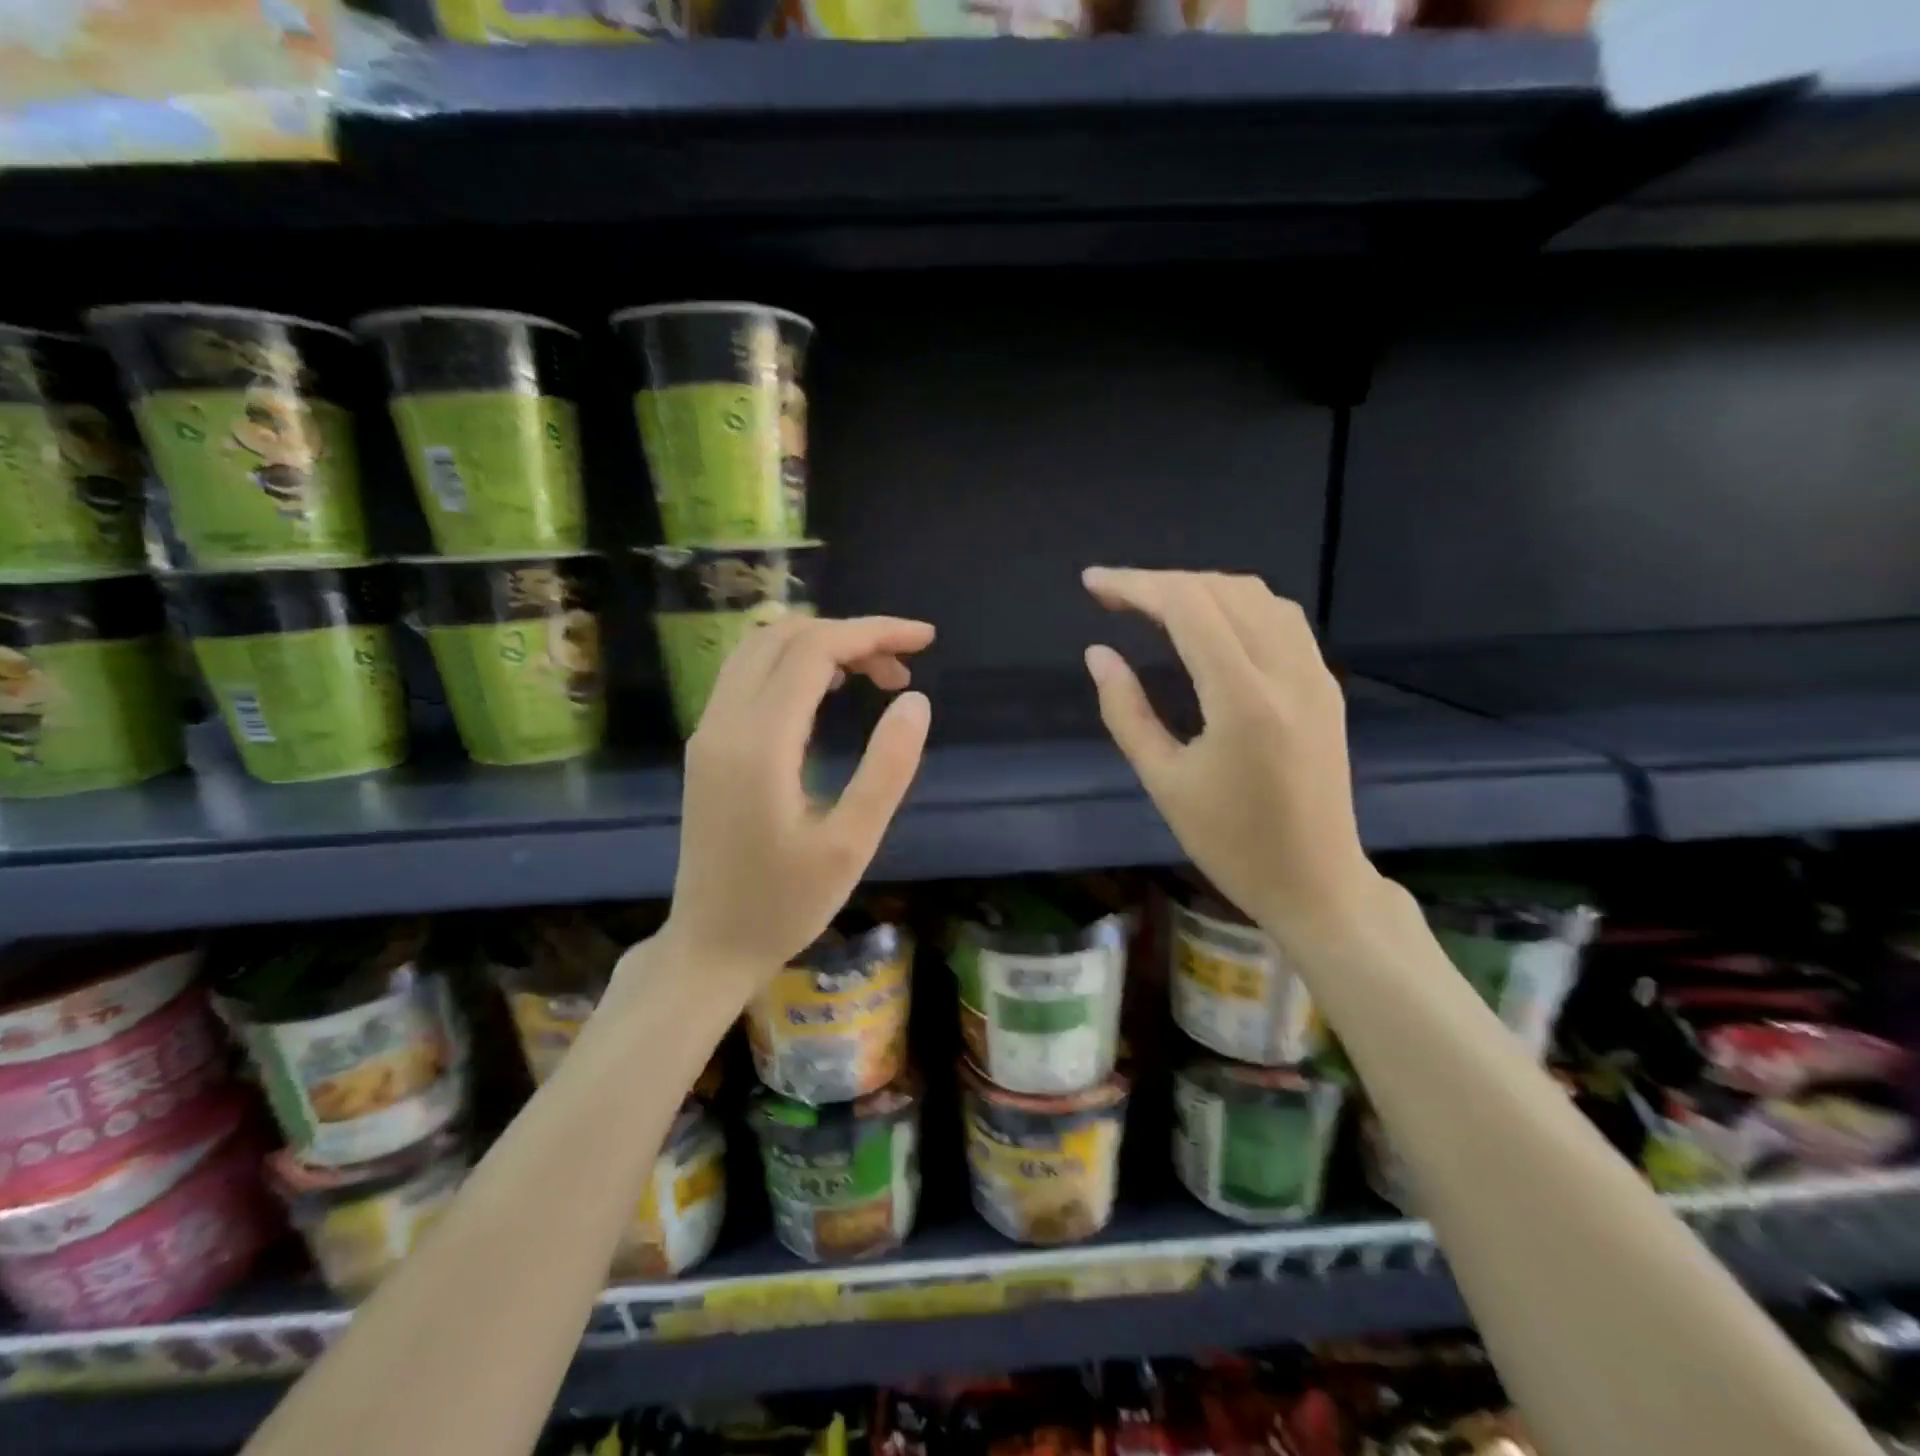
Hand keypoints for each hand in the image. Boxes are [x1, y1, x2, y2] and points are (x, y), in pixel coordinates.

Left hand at [658, 615, 933, 993]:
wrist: (709, 946)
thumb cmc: (785, 904)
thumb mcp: (851, 844)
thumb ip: (887, 767)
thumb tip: (915, 700)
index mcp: (759, 741)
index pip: (815, 649)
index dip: (873, 632)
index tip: (925, 640)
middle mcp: (724, 722)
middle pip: (784, 636)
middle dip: (850, 635)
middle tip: (903, 668)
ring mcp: (708, 732)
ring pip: (760, 649)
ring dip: (820, 645)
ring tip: (873, 674)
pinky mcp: (707, 747)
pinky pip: (748, 676)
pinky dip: (793, 664)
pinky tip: (828, 691)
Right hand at [1081, 568, 1379, 939]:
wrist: (1315, 882)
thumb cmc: (1230, 843)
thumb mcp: (1163, 782)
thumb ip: (1126, 711)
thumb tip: (1098, 654)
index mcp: (1244, 699)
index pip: (1188, 608)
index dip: (1135, 585)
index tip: (1092, 584)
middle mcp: (1287, 672)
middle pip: (1222, 590)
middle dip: (1161, 582)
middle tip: (1112, 596)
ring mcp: (1315, 675)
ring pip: (1257, 596)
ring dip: (1201, 588)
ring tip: (1153, 604)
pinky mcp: (1325, 686)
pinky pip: (1280, 619)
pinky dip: (1235, 605)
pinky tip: (1207, 624)